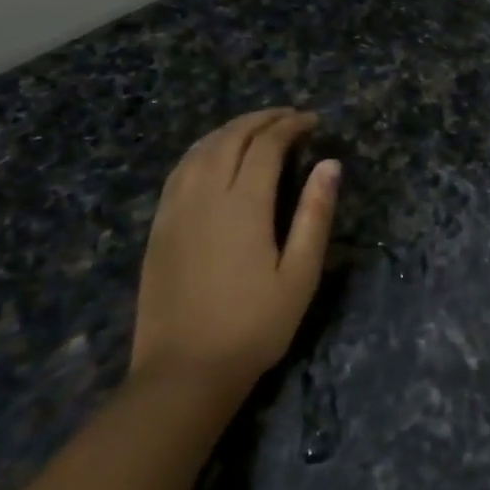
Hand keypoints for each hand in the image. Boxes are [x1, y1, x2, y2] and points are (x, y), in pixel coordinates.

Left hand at [130, 109, 338, 397]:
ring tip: (255, 128)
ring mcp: (175, 211)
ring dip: (229, 130)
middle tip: (289, 117)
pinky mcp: (159, 229)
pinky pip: (179, 172)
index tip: (313, 121)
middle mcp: (205, 197)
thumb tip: (330, 164)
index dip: (291, 126)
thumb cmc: (254, 325)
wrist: (184, 373)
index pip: (267, 146)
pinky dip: (202, 151)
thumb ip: (315, 214)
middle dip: (261, 120)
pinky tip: (213, 156)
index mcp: (244, 205)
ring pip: (200, 151)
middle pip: (230, 139)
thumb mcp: (301, 274)